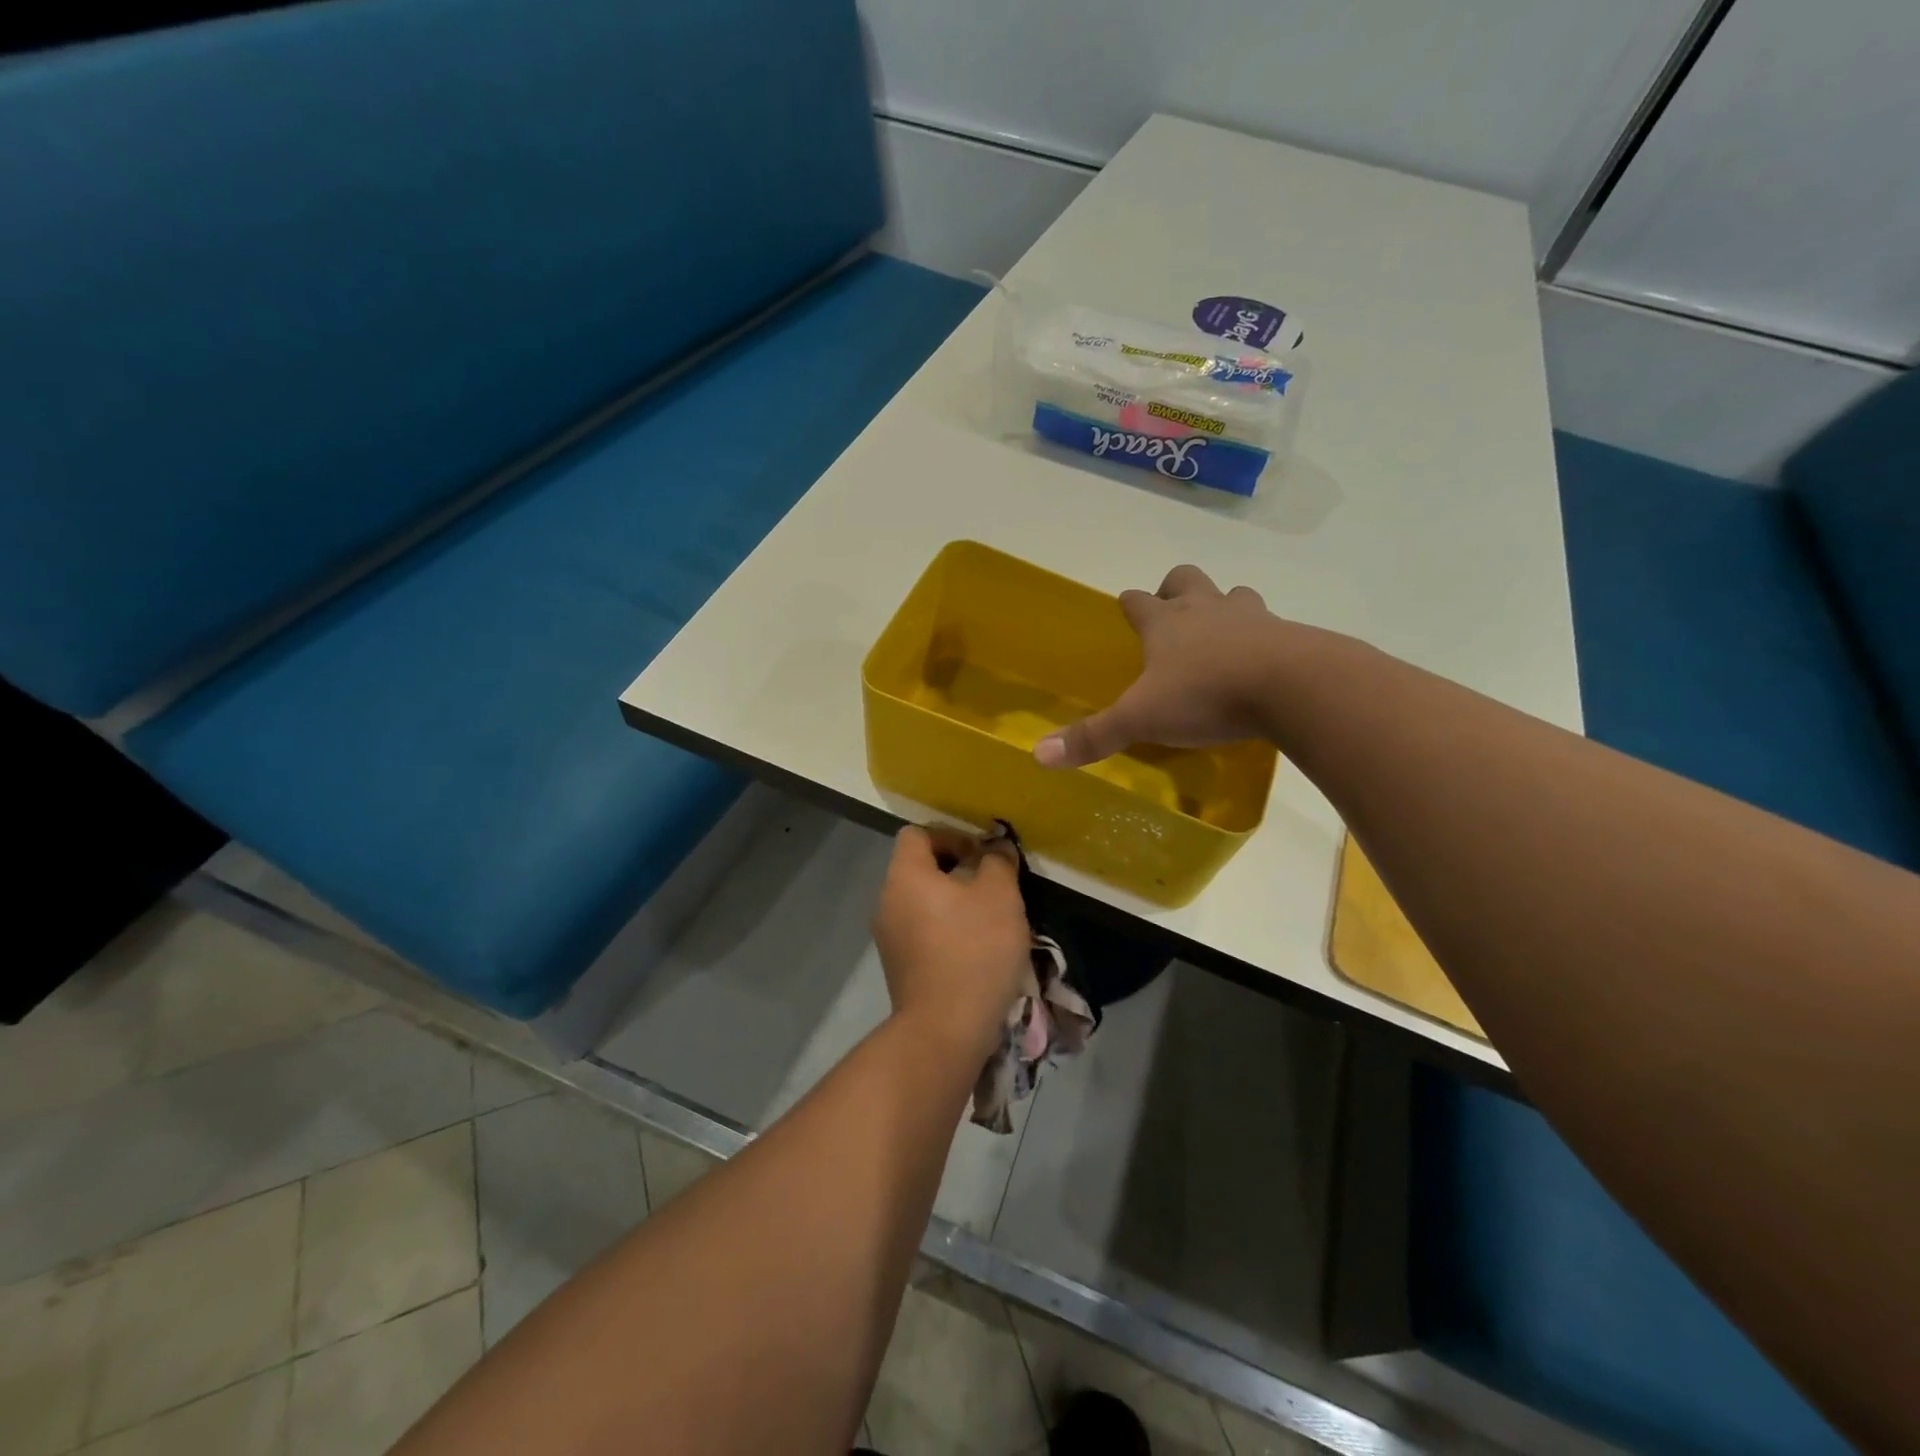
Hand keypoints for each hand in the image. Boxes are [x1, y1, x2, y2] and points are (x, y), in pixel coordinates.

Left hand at [872, 826, 1030, 1058]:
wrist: (945, 1029)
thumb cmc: (974, 949)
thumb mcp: (1000, 895)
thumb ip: (998, 862)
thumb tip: (995, 849)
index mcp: (905, 876)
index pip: (917, 834)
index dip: (951, 836)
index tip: (982, 855)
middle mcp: (887, 901)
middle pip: (920, 868)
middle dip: (958, 871)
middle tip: (993, 886)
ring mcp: (889, 938)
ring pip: (923, 903)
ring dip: (954, 903)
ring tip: (990, 920)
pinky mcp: (899, 968)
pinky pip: (923, 933)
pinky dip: (946, 931)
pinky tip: (976, 951)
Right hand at [1035, 564, 1288, 768]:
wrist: (1291, 686)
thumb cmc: (1205, 695)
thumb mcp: (1141, 720)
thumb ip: (1093, 737)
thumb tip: (1038, 755)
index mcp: (1166, 624)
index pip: (1137, 601)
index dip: (1129, 604)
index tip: (1125, 611)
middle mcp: (1205, 610)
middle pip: (1185, 580)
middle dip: (1174, 590)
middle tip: (1171, 618)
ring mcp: (1251, 617)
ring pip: (1233, 595)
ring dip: (1224, 608)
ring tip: (1220, 638)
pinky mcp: (1289, 635)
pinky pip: (1272, 626)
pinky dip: (1263, 638)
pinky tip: (1261, 664)